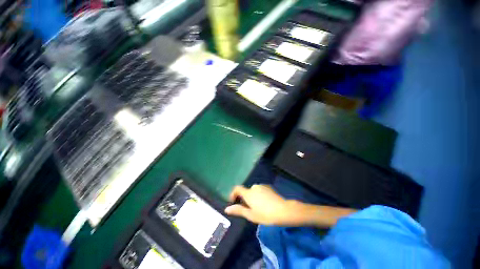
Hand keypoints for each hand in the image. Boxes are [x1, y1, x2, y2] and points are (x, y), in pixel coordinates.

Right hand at [224, 184, 293, 225]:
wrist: (284, 210)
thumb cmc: (265, 215)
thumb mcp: (251, 215)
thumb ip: (238, 210)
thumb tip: (226, 209)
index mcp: (248, 193)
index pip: (237, 188)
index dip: (233, 194)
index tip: (233, 201)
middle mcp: (254, 187)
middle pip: (246, 191)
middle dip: (245, 199)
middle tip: (249, 210)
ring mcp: (262, 186)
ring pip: (254, 191)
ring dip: (253, 197)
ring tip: (259, 208)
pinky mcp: (269, 187)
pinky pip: (260, 190)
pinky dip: (259, 195)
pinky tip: (265, 204)